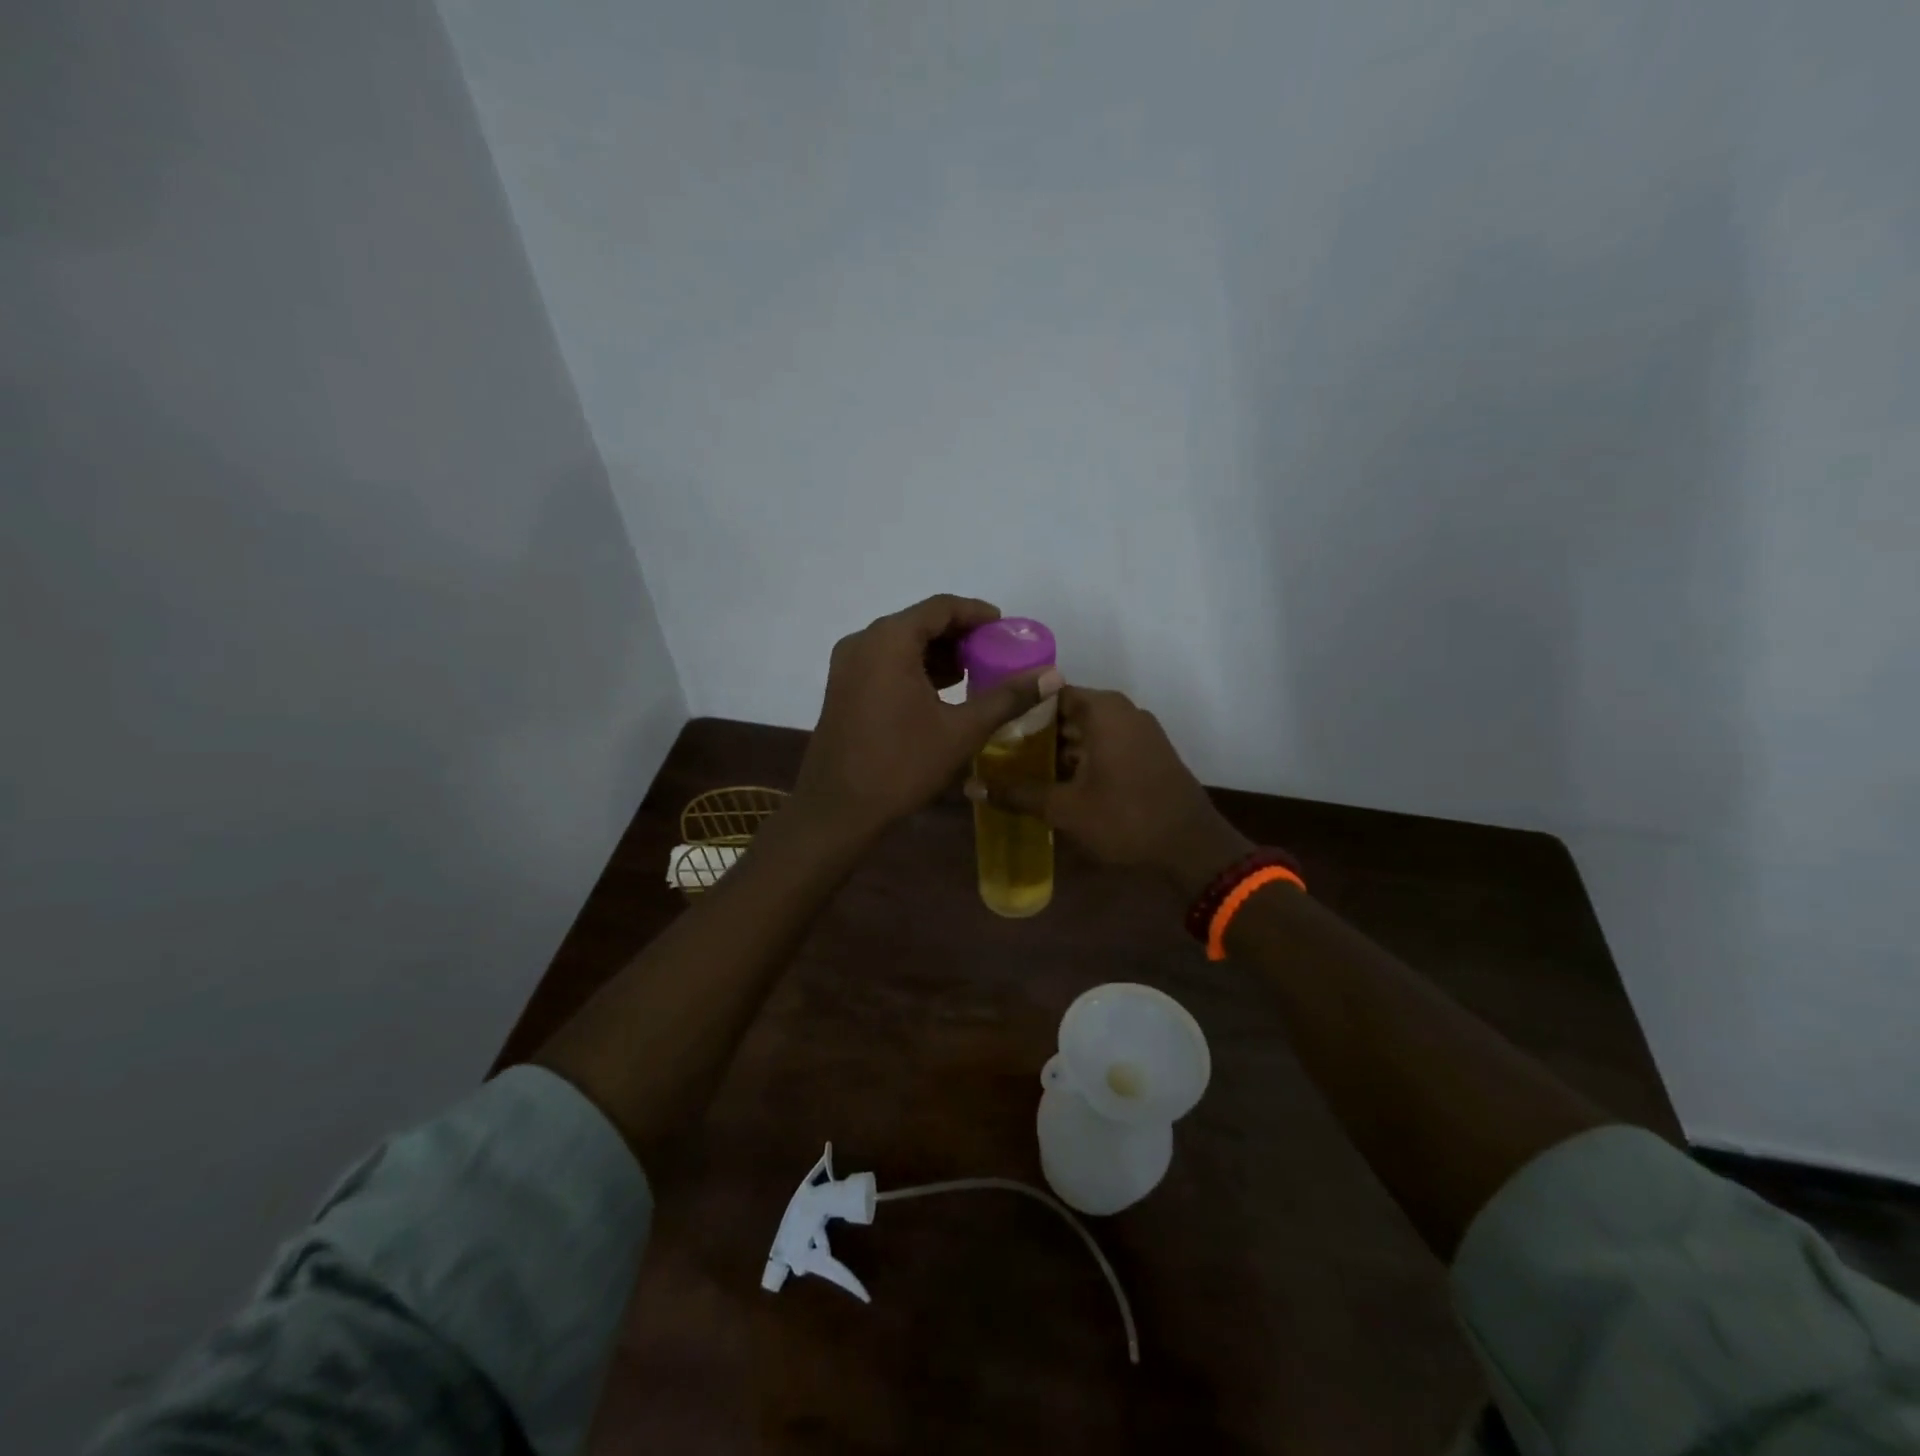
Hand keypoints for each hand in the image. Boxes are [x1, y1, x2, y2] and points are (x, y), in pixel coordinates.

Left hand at [794, 595, 1061, 837]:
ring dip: (937, 653)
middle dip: (959, 635)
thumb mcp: (961, 731)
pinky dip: (915, 668)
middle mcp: (863, 642)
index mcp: (889, 641)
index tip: (1005, 628)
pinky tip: (941, 692)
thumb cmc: (901, 765)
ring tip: (974, 673)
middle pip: (919, 622)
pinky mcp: (842, 687)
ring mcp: (847, 665)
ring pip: (900, 644)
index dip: (977, 613)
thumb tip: (1054, 676)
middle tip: (995, 653)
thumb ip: (1008, 698)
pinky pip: (884, 662)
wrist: (838, 810)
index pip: (940, 608)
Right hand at [970, 686, 1250, 892]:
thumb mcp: (1065, 808)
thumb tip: (970, 787)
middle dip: (1034, 732)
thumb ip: (1017, 794)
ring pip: (1087, 730)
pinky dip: (1081, 757)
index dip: (1018, 709)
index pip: (1049, 693)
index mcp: (1103, 710)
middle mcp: (1122, 711)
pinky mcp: (1148, 752)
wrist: (1192, 848)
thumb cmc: (1126, 819)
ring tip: (1020, 769)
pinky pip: (1106, 744)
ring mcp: (1139, 731)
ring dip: (1057, 748)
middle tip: (998, 752)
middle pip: (1067, 711)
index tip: (991, 726)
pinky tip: (1057, 782)